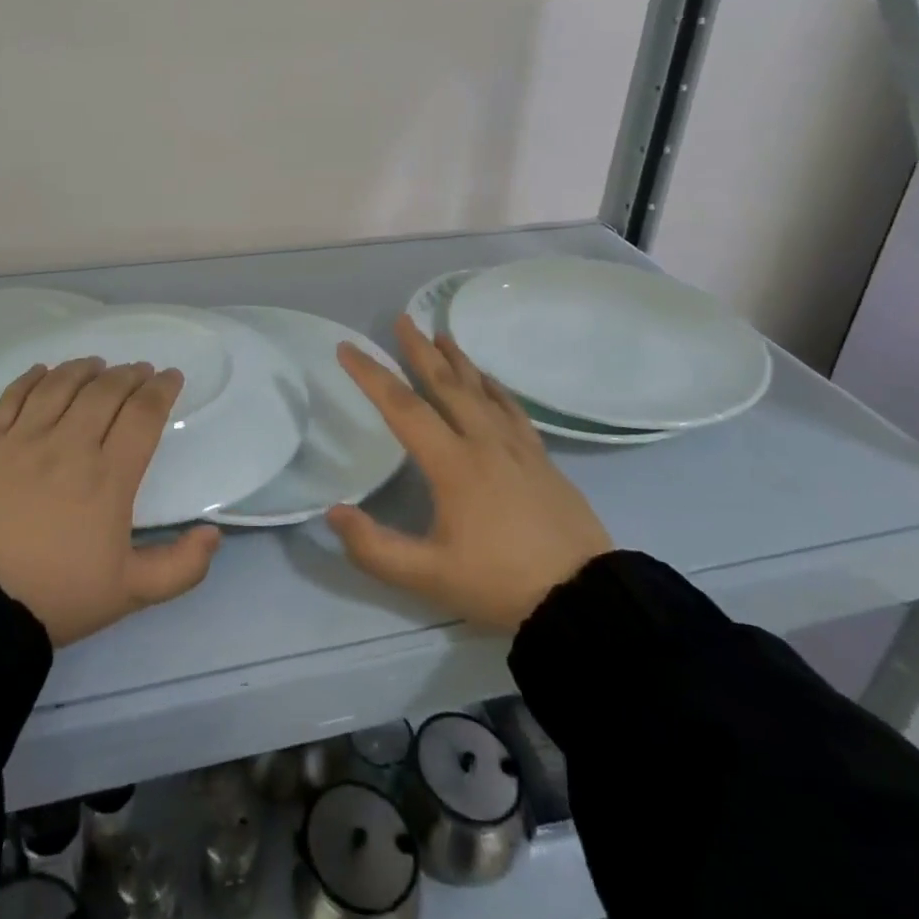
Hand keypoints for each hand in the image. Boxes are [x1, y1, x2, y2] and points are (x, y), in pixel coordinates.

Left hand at [0, 359, 220, 646]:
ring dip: (85, 369)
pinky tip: (44, 371)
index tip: (171, 377)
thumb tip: (214, 533)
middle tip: (139, 371)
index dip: (161, 389)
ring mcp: (24, 441)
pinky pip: (12, 397)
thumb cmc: (57, 596)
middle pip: (105, 391)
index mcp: (109, 477)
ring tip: (97, 365)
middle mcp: (69, 446)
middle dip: (129, 374)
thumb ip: (181, 566)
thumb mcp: (130, 593)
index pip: (143, 414)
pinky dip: (32, 378)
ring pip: (60, 385)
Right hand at [328, 317, 611, 631]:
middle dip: (420, 350)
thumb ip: (374, 547)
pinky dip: (495, 387)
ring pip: (481, 390)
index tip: (347, 349)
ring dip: (458, 360)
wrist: (585, 599)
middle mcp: (484, 442)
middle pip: (446, 384)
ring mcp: (517, 447)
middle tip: (403, 319)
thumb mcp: (429, 578)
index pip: (402, 408)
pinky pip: (512, 409)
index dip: (371, 375)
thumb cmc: (500, 584)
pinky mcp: (541, 459)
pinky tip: (489, 380)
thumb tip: (333, 512)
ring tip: (441, 334)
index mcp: (453, 464)